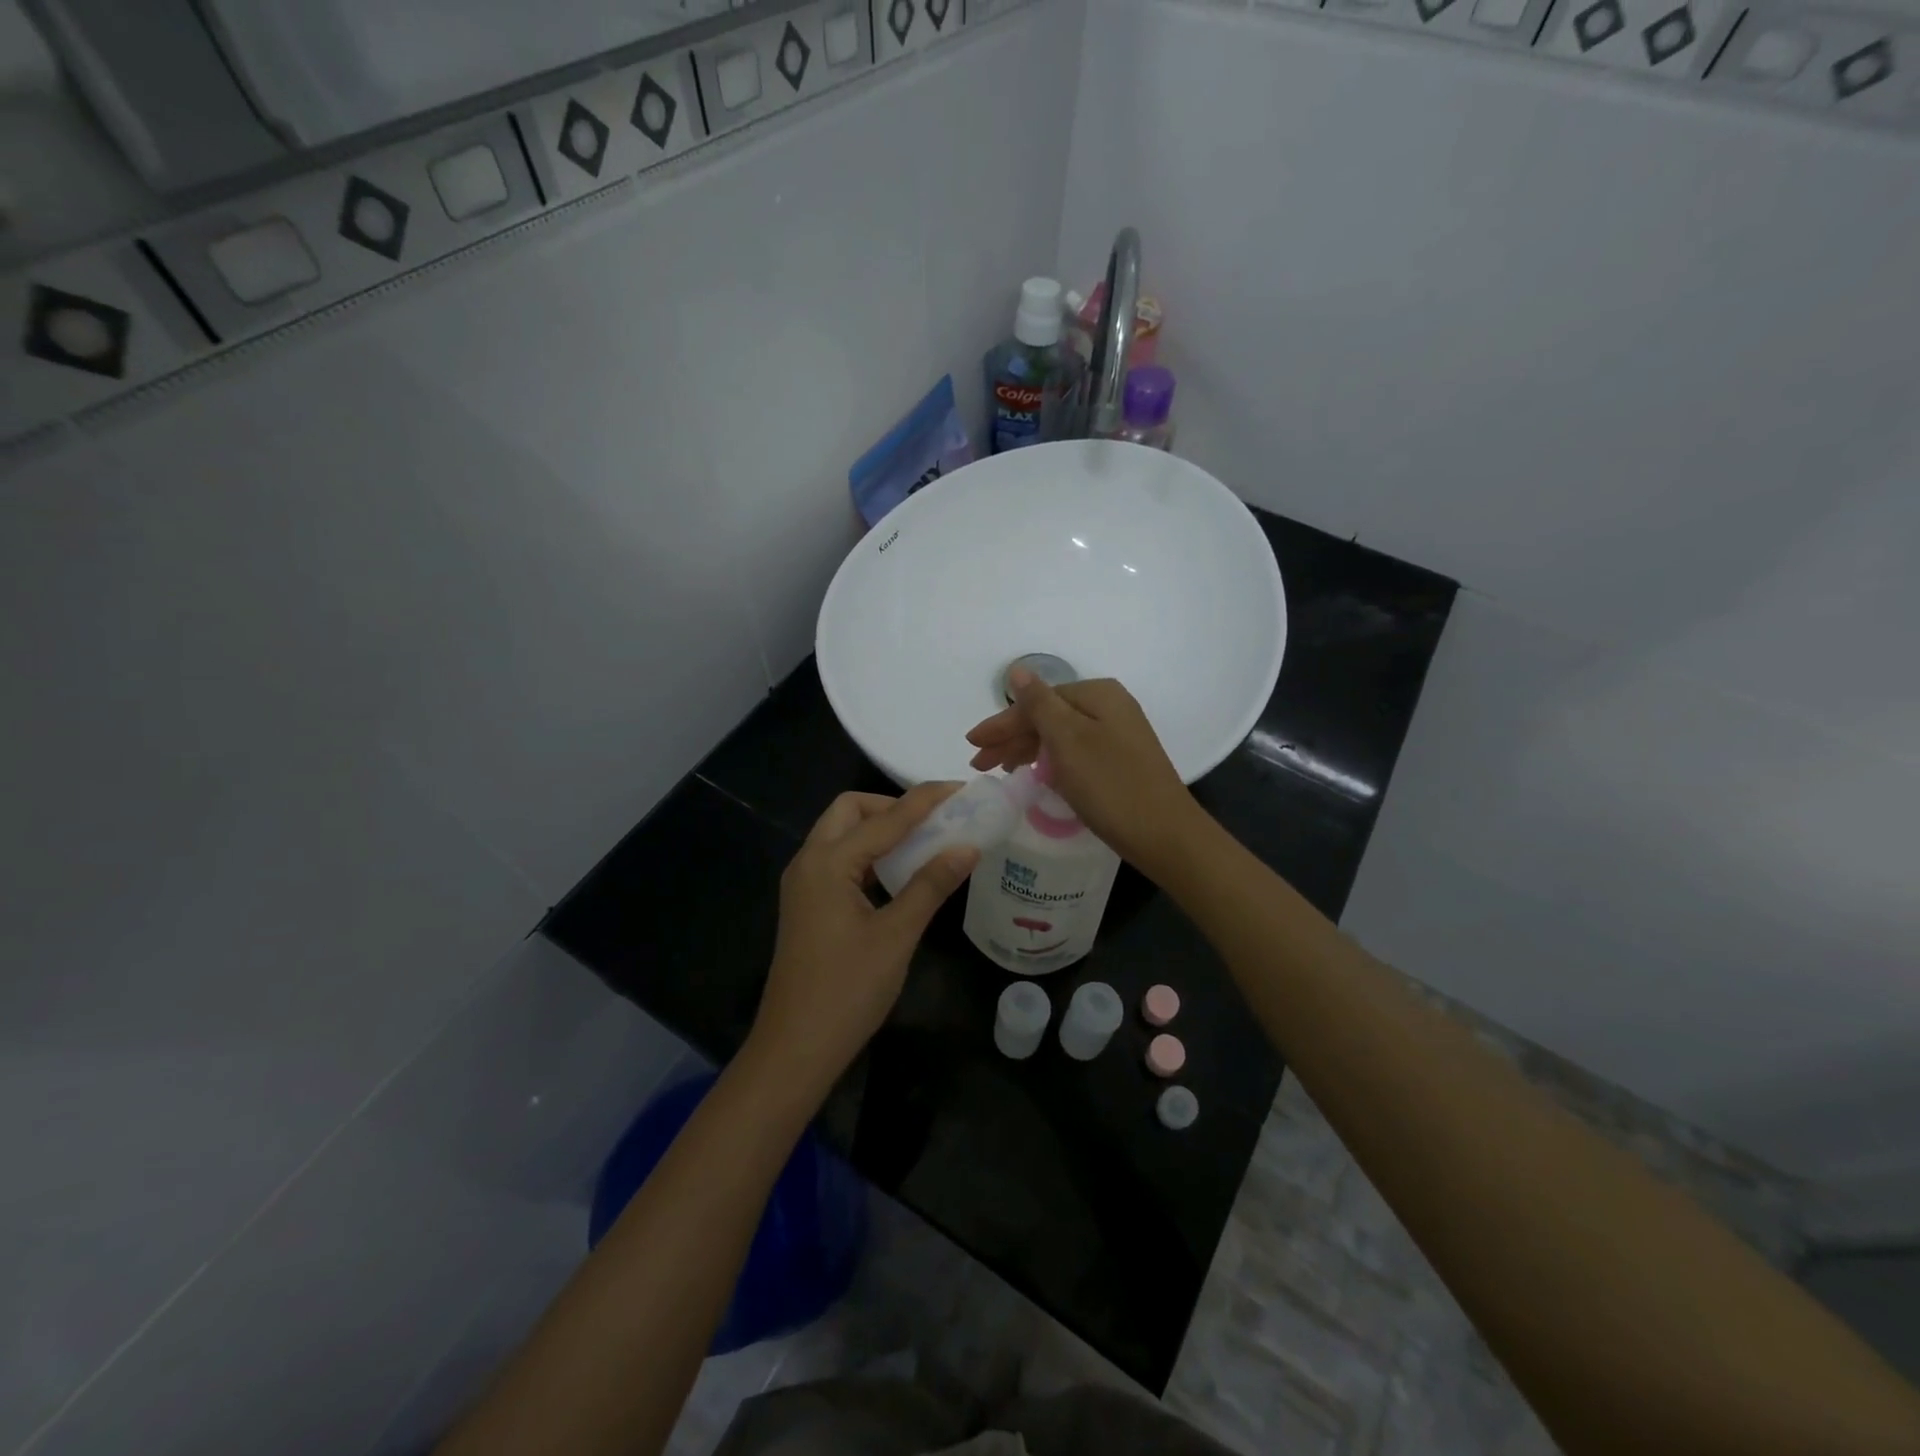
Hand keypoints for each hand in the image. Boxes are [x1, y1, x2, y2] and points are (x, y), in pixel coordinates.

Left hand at [749, 785, 975, 1087]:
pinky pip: (839, 860)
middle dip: (893, 806)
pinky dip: (869, 854)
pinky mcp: (807, 903)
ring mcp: (804, 884)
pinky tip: (899, 873)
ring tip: (925, 841)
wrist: (794, 1049)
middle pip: (851, 811)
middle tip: (935, 821)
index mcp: (828, 863)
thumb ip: (931, 885)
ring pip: (842, 834)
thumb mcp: (897, 935)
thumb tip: (967, 846)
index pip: (886, 817)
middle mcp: (809, 862)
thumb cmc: (847, 992)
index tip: (962, 789)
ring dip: (881, 829)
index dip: (927, 800)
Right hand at [965, 671, 1201, 876]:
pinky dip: (1050, 762)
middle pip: (1048, 717)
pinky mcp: (1120, 761)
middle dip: (1011, 738)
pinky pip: (1074, 753)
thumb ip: (1039, 704)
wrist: (1165, 834)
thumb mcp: (1068, 740)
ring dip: (1027, 750)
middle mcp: (1110, 707)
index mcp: (1097, 694)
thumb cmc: (1110, 785)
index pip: (1037, 702)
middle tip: (980, 764)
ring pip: (1060, 736)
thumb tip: (1018, 669)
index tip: (972, 745)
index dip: (1002, 724)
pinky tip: (1035, 774)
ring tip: (1000, 770)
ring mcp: (1118, 735)